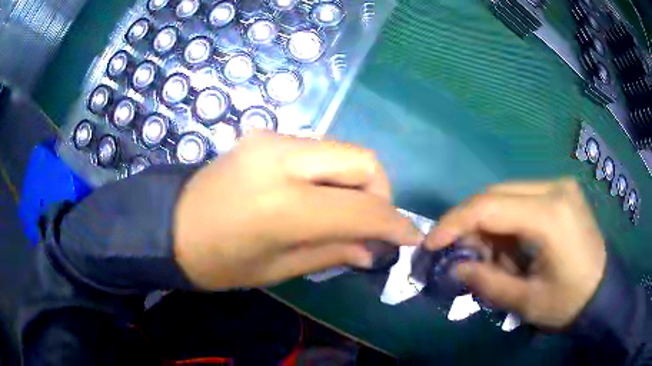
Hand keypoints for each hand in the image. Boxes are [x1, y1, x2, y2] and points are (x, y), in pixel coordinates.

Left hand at [174, 133, 422, 289]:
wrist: (169, 225)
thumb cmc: (217, 261)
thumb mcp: (277, 269)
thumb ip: (333, 252)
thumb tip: (376, 250)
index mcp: (281, 205)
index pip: (361, 208)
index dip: (395, 224)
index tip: (411, 238)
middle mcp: (281, 158)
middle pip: (363, 160)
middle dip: (380, 194)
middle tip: (372, 225)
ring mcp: (272, 139)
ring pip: (343, 151)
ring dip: (357, 184)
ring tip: (343, 214)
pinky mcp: (265, 135)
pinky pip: (319, 151)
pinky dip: (333, 175)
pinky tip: (318, 198)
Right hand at [426, 179, 606, 328]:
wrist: (603, 291)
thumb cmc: (569, 302)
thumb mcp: (526, 302)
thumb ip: (487, 283)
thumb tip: (456, 268)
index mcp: (550, 215)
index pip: (489, 206)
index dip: (454, 222)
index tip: (431, 243)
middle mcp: (555, 188)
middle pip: (495, 195)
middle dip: (468, 223)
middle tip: (455, 252)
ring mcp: (560, 186)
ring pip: (507, 195)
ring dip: (489, 225)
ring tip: (487, 257)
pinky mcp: (562, 192)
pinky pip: (522, 199)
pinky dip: (507, 223)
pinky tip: (509, 248)